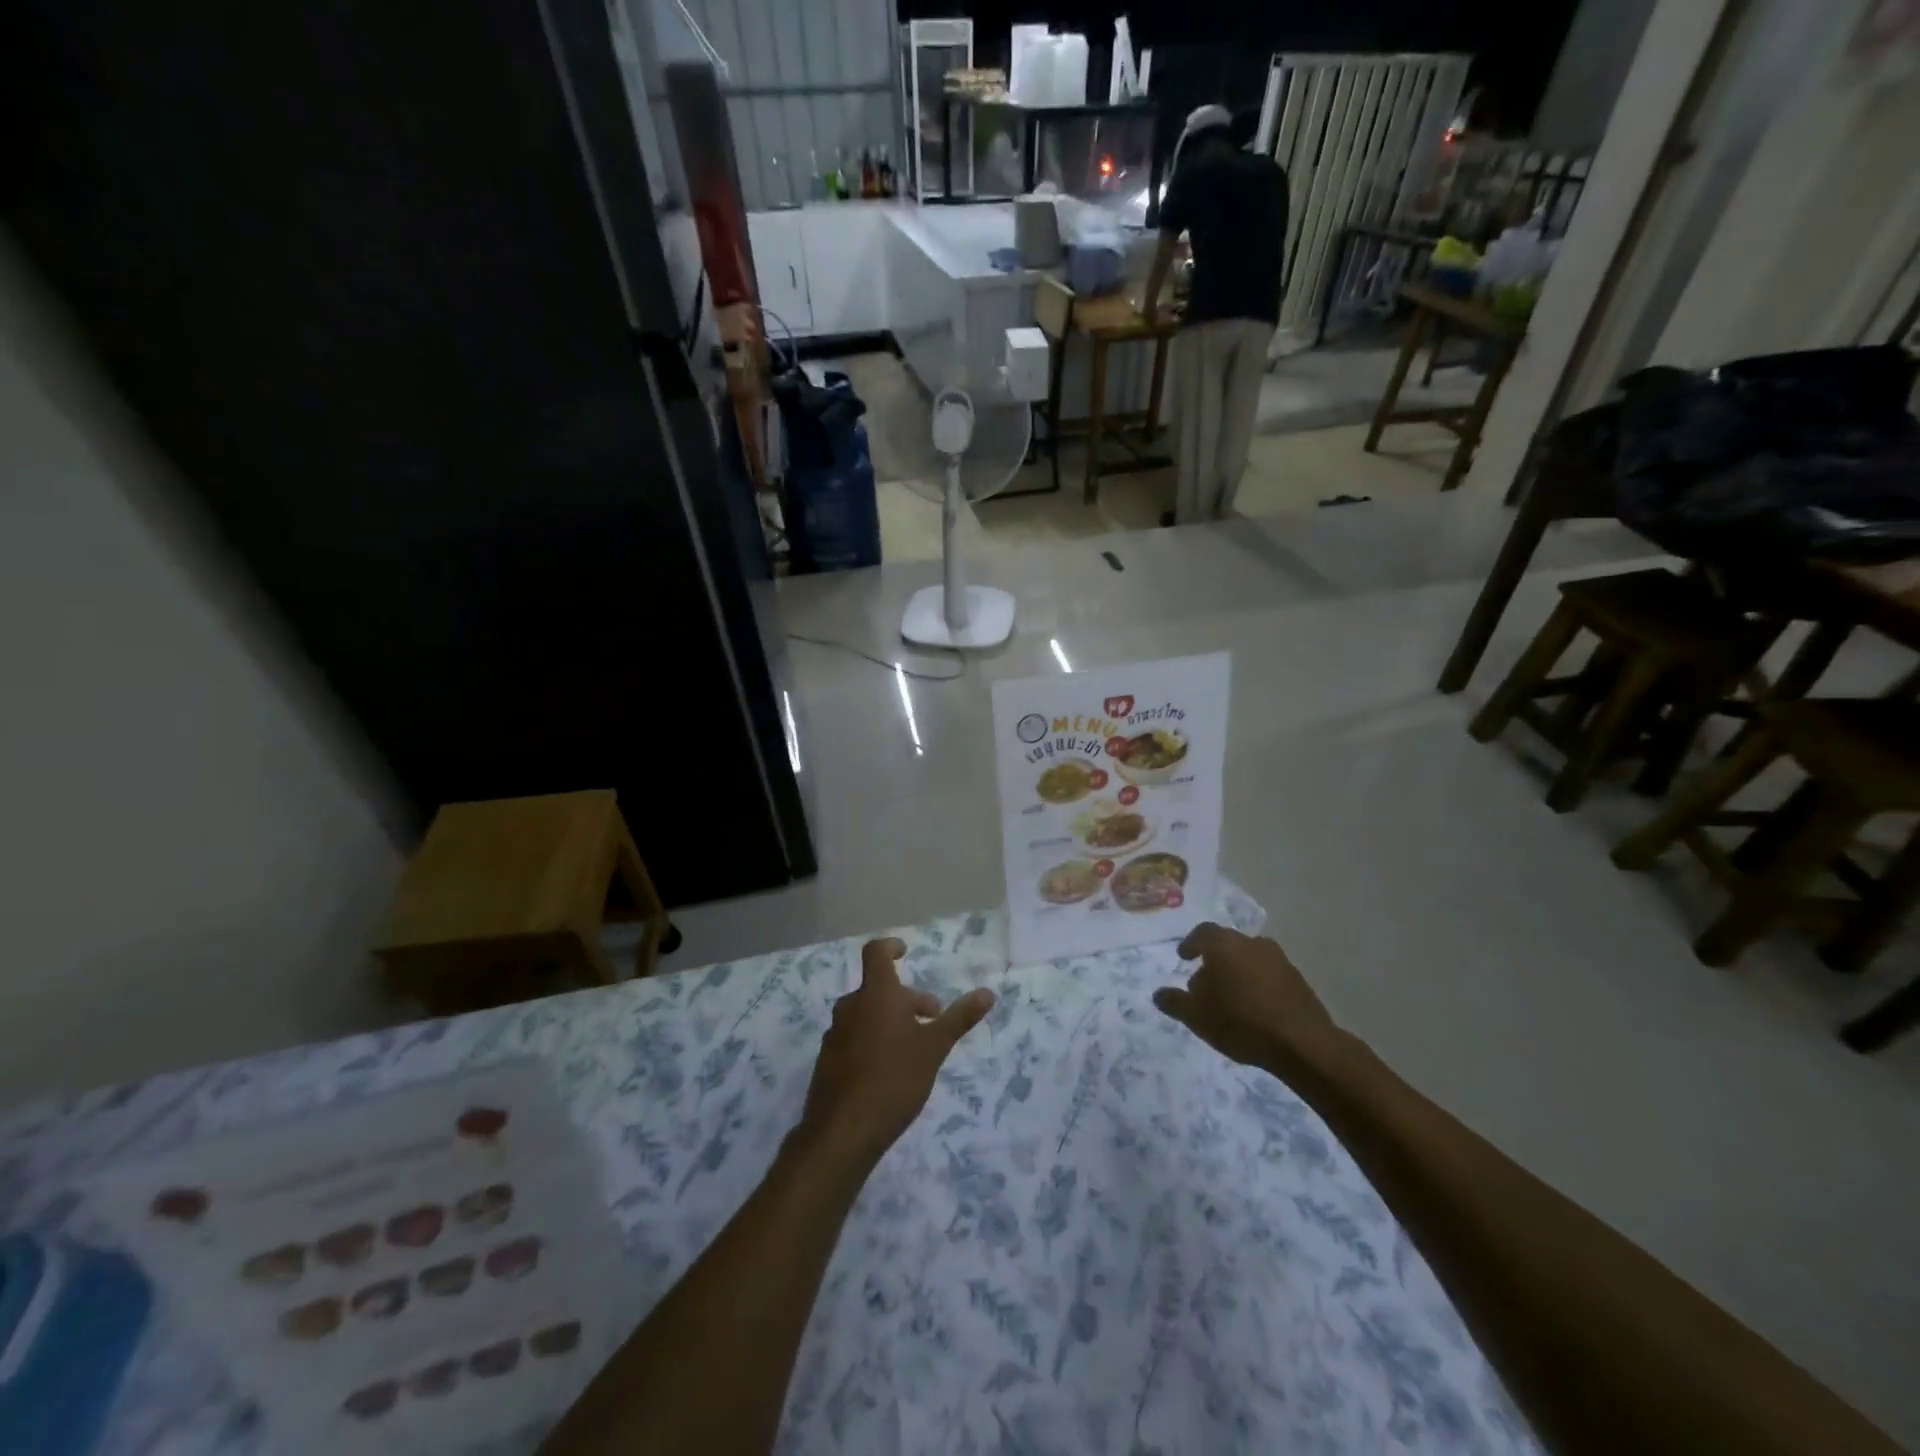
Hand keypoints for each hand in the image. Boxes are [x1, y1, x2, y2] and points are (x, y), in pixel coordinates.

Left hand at [796, 939, 994, 1171]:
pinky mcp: (827, 1060)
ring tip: (913, 1047)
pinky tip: (888, 1070)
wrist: (842, 1133)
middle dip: (906, 998)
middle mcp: (850, 1007)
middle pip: (878, 989)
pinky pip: (853, 1036)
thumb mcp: (934, 1048)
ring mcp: (835, 1034)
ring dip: (890, 1019)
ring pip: (866, 1014)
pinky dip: (872, 1039)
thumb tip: (988, 992)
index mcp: (876, 995)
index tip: (905, 951)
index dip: (890, 947)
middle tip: (932, 1019)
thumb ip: (959, 1018)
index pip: (876, 953)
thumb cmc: (894, 1080)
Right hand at [1153, 923, 1340, 1076]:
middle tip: (1205, 984)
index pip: (1203, 933)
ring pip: (1250, 959)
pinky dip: (1258, 985)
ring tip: (1231, 998)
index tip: (1184, 957)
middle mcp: (1252, 943)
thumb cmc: (1240, 1021)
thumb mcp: (1196, 1016)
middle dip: (1214, 961)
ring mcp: (1279, 960)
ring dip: (1238, 972)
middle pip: (1227, 945)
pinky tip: (1255, 1008)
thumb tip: (1159, 994)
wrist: (1302, 1043)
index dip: (1191, 944)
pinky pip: (1270, 975)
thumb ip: (1174, 1002)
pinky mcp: (1298, 980)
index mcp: (1224, 945)